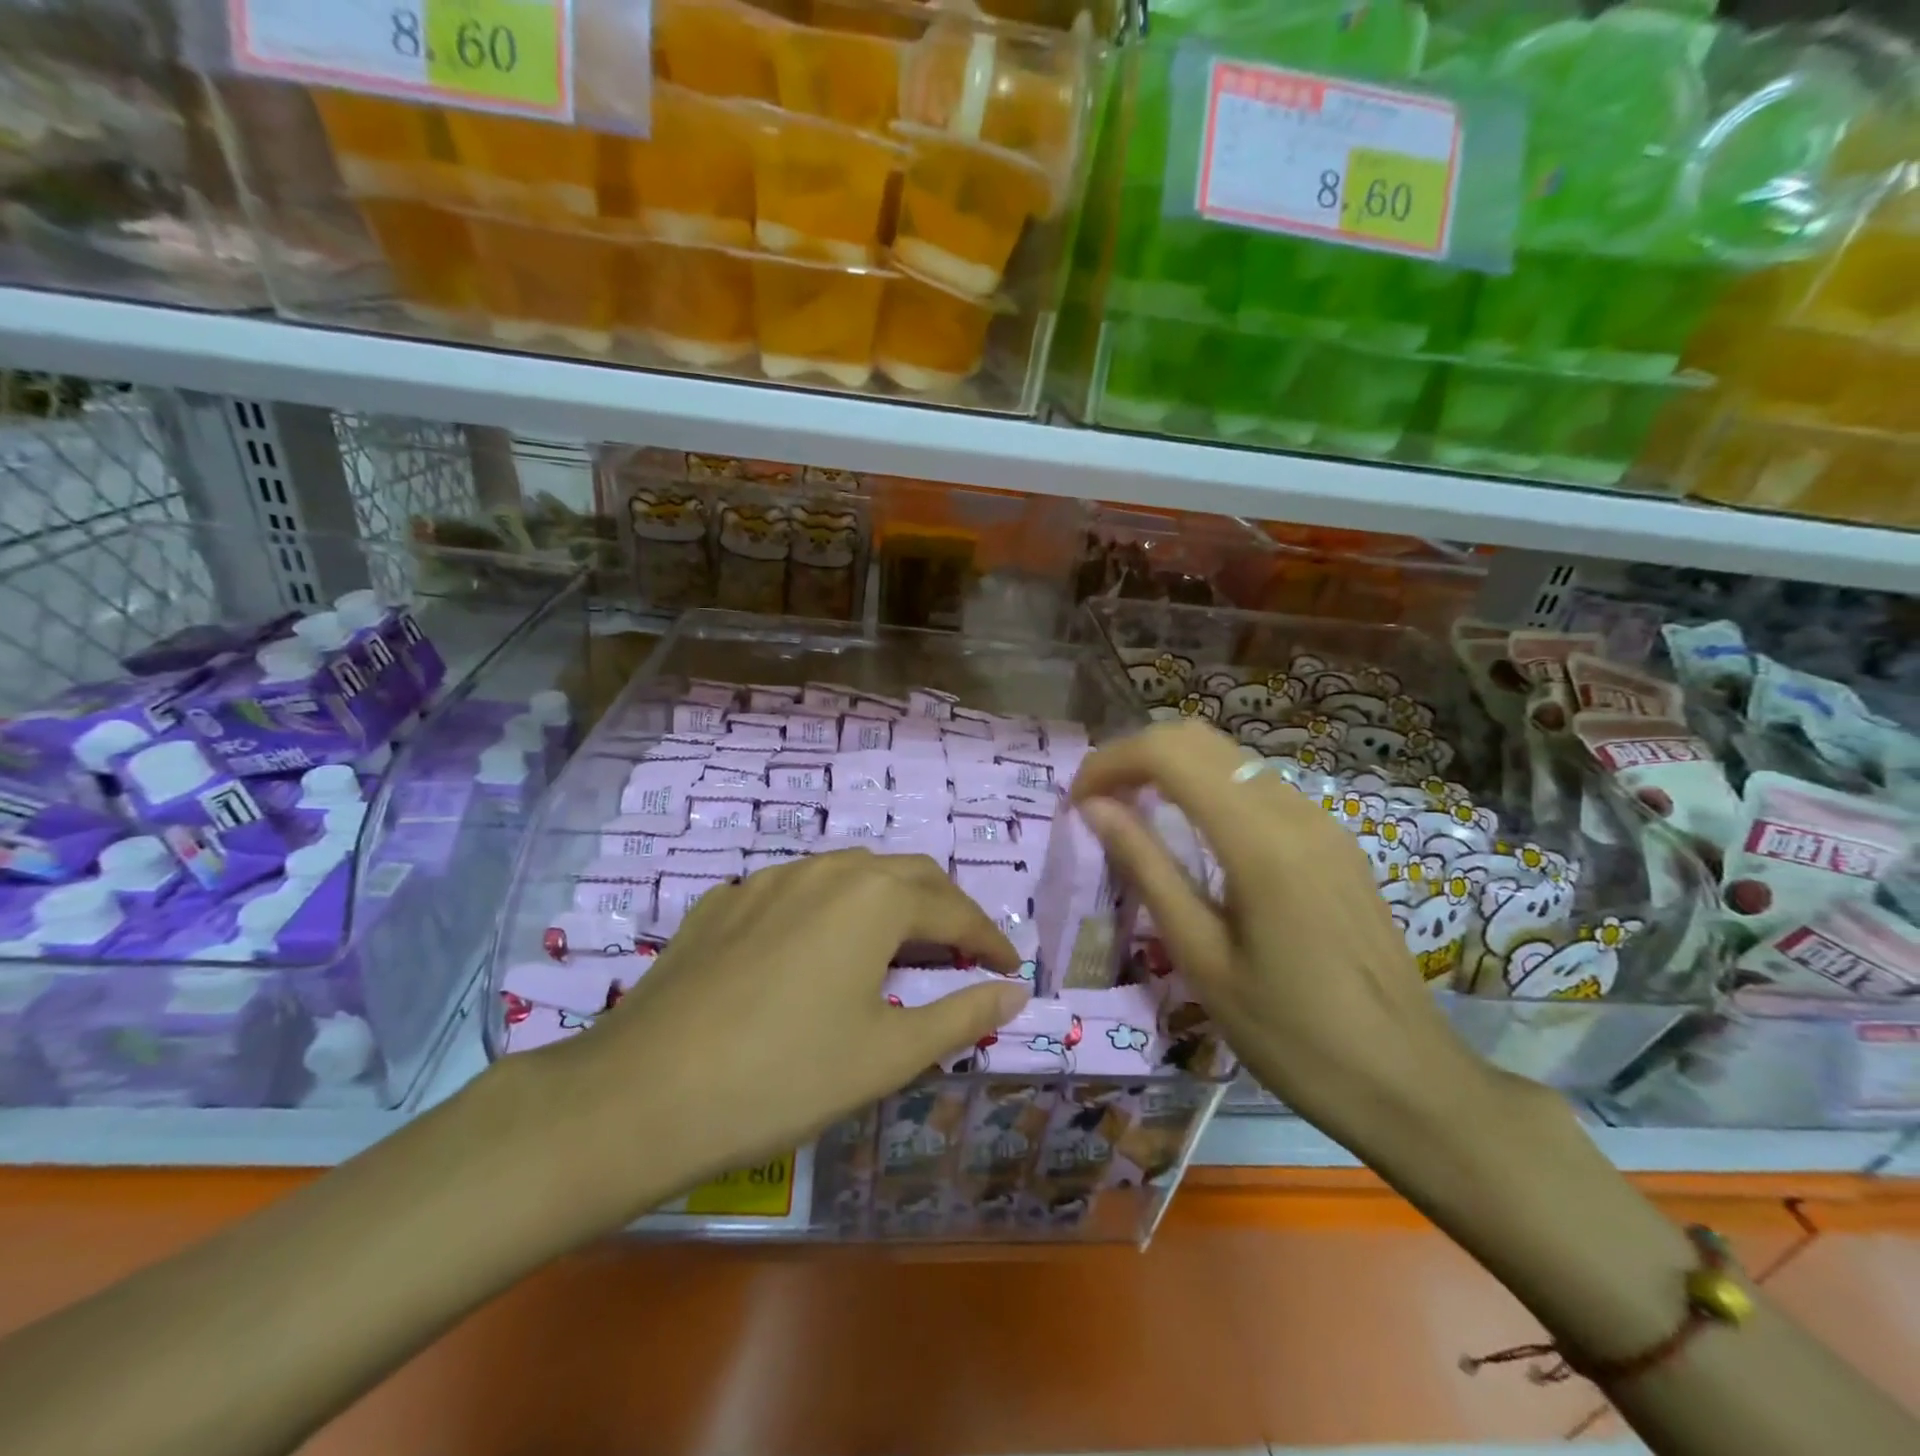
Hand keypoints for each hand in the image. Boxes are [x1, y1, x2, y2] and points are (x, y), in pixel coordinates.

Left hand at [500, 850, 1026, 1229]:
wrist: (642, 1093)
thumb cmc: (784, 1076)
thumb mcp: (888, 1054)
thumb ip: (961, 1015)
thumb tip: (1015, 992)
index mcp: (874, 897)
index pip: (954, 910)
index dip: (988, 939)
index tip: (1009, 969)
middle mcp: (825, 869)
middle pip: (906, 875)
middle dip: (944, 909)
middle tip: (961, 953)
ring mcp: (767, 879)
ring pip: (848, 875)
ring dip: (887, 903)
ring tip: (896, 948)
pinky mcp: (723, 901)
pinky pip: (796, 891)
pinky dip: (829, 911)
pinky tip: (815, 953)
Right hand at [1070, 721, 1501, 1147]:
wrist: (1409, 1082)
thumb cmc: (1291, 1035)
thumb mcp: (1202, 957)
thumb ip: (1148, 869)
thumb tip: (1095, 808)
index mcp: (1258, 840)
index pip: (1168, 753)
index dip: (1110, 762)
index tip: (1077, 801)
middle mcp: (1293, 811)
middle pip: (1198, 738)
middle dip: (1136, 755)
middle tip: (1099, 802)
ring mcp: (1321, 821)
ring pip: (1229, 755)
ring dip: (1172, 768)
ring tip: (1134, 813)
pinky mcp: (1334, 840)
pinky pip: (1257, 785)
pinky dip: (1208, 788)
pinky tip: (1192, 835)